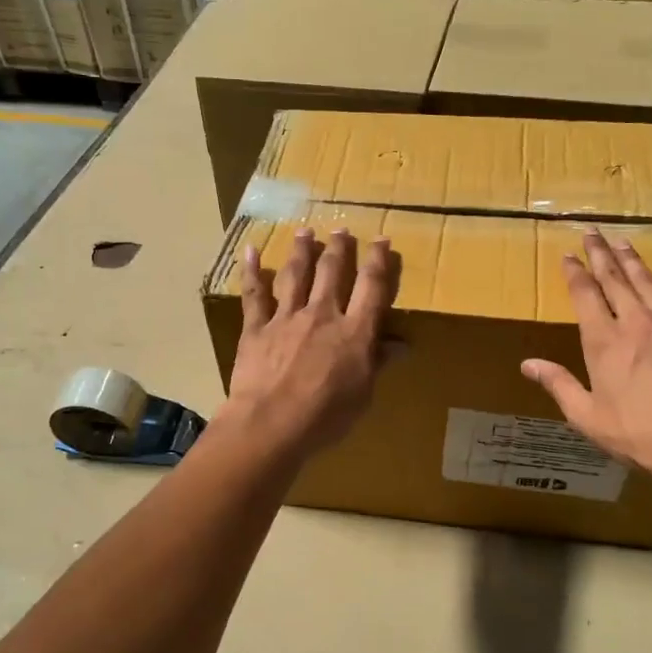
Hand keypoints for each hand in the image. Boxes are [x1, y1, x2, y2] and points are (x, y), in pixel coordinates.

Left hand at [226, 226, 397, 458]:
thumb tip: (401, 344)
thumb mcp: (363, 394)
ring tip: (305, 231)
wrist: (271, 423)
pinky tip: (251, 251)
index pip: (372, 287)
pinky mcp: (256, 328)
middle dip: (339, 248)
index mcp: (353, 331)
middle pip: (332, 272)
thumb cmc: (325, 416)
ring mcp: (286, 318)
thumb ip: (377, 363)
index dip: (379, 261)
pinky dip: (252, 272)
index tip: (382, 240)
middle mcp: (321, 315)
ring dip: (302, 250)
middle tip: (342, 229)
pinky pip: (254, 295)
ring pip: (296, 275)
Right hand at [521, 231, 651, 482]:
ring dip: (632, 259)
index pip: (585, 294)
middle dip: (600, 254)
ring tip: (621, 241)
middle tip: (591, 232)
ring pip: (649, 281)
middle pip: (615, 278)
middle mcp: (636, 322)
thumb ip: (558, 384)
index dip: (575, 272)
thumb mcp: (586, 415)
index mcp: (604, 340)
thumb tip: (528, 365)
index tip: (567, 255)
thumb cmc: (636, 433)